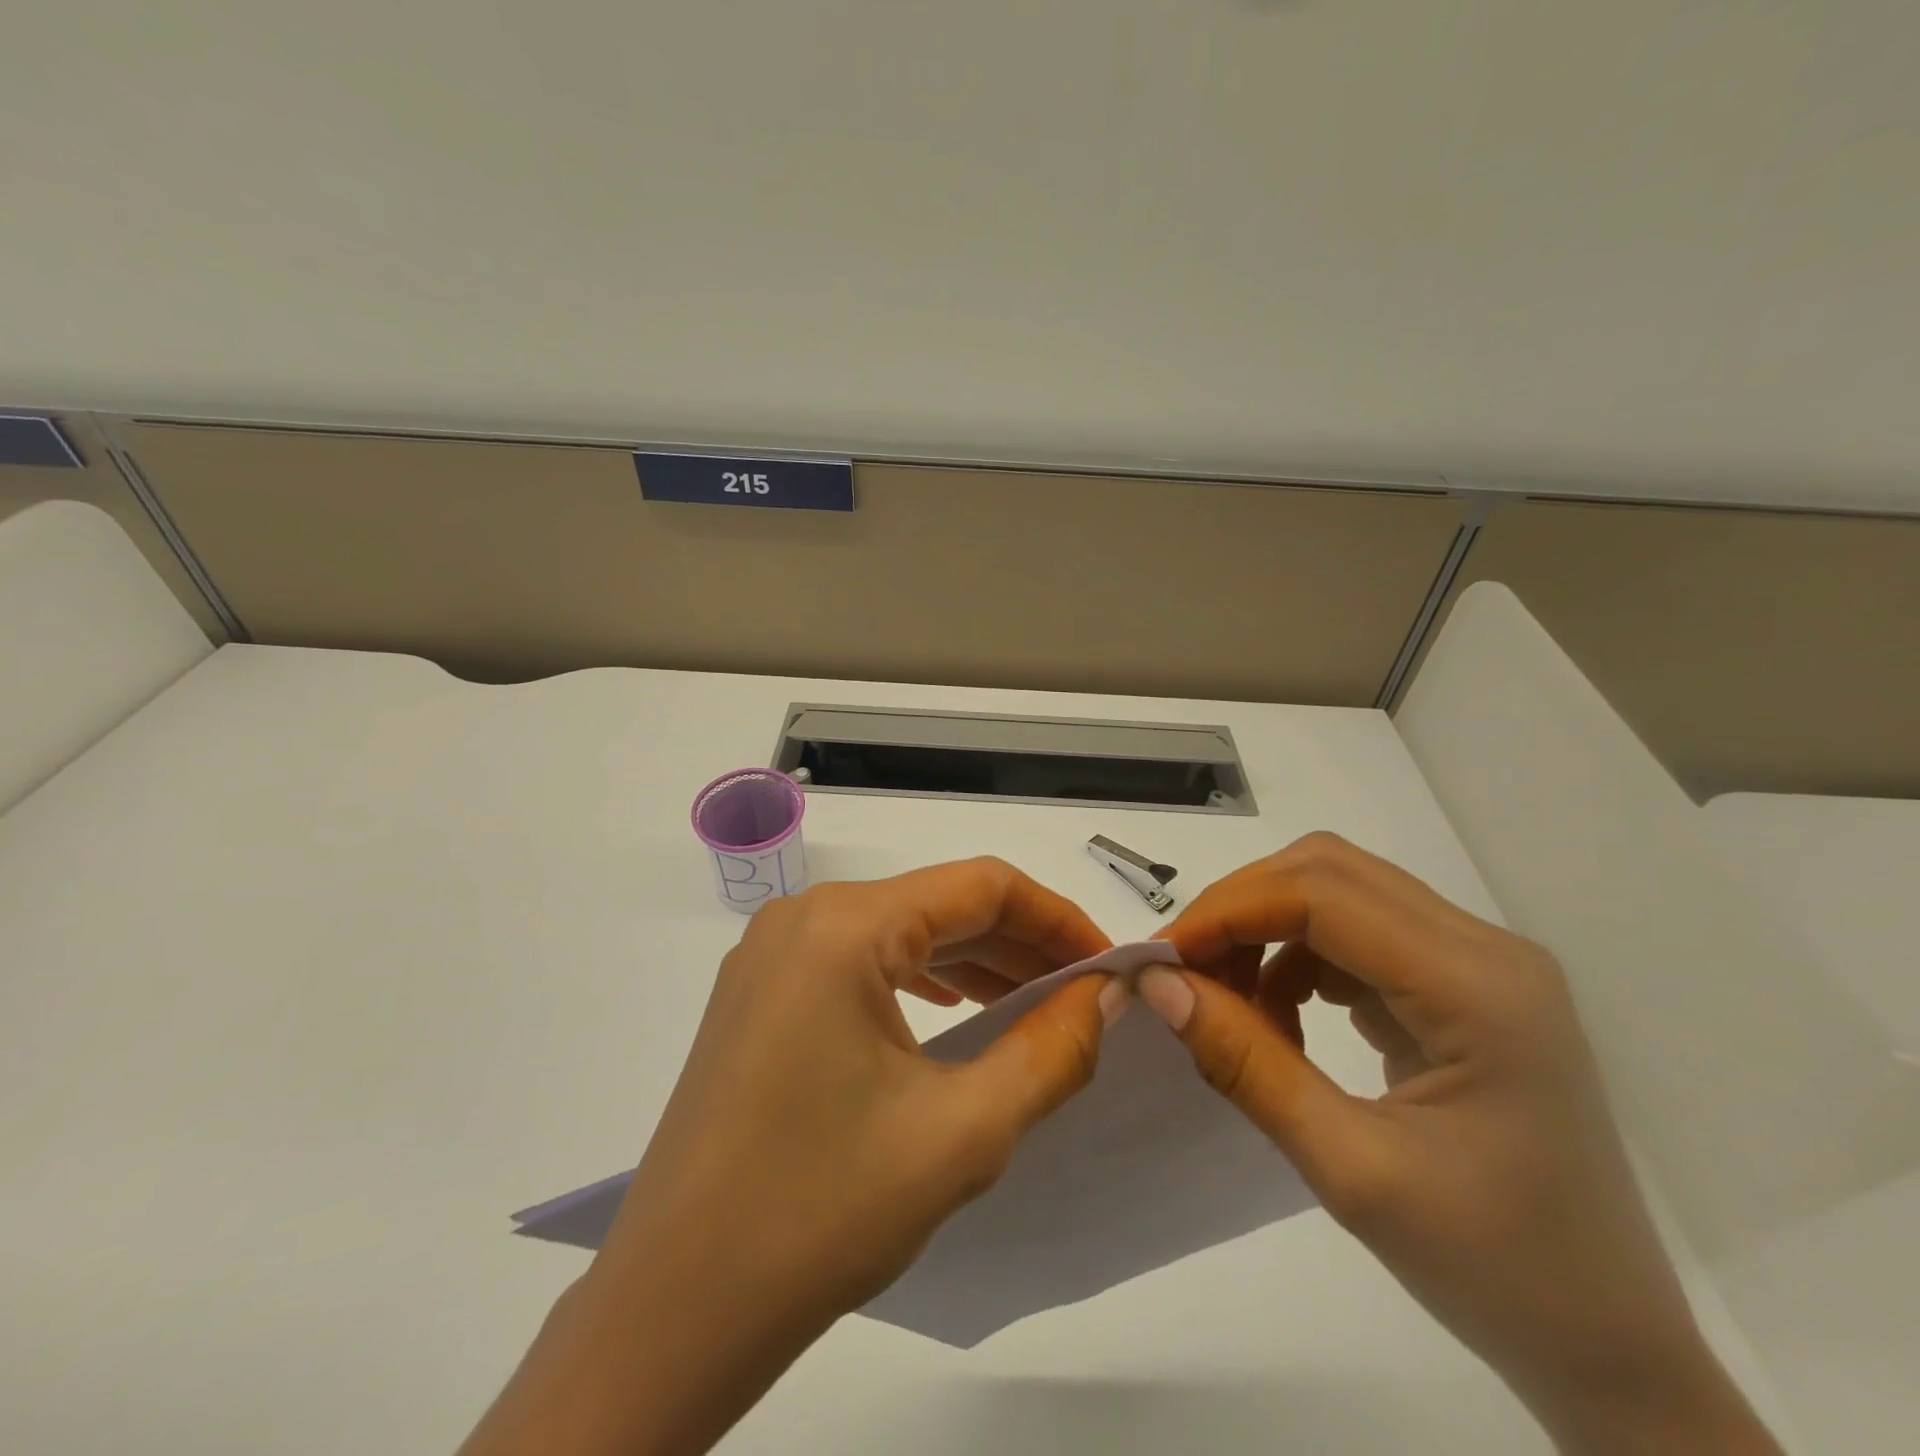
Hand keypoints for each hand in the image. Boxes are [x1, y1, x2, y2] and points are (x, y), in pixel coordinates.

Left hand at [462, 859, 1117, 1455]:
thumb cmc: (822, 1211)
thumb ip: (1052, 1050)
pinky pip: (860, 961)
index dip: (1057, 917)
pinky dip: (920, 979)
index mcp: (845, 926)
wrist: (674, 1307)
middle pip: (939, 904)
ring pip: (900, 932)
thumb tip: (1107, 993)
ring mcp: (774, 952)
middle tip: (1086, 991)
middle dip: (1020, 943)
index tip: (1109, 963)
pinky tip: (957, 1009)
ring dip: (974, 962)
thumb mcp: (964, 1132)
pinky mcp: (761, 991)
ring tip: (1036, 1003)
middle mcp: (804, 916)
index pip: (980, 887)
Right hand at [1142, 833, 1780, 1454]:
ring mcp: (1480, 963)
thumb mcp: (1349, 1170)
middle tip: (1186, 971)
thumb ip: (1246, 1063)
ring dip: (1266, 930)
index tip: (1163, 959)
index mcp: (1478, 988)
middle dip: (1240, 908)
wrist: (1609, 1346)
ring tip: (1232, 1006)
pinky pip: (1357, 933)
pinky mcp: (1464, 985)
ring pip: (1338, 892)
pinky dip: (1297, 956)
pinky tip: (1282, 1018)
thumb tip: (1159, 983)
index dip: (1228, 911)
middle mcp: (1486, 949)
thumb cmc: (1493, 1270)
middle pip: (1328, 871)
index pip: (1322, 894)